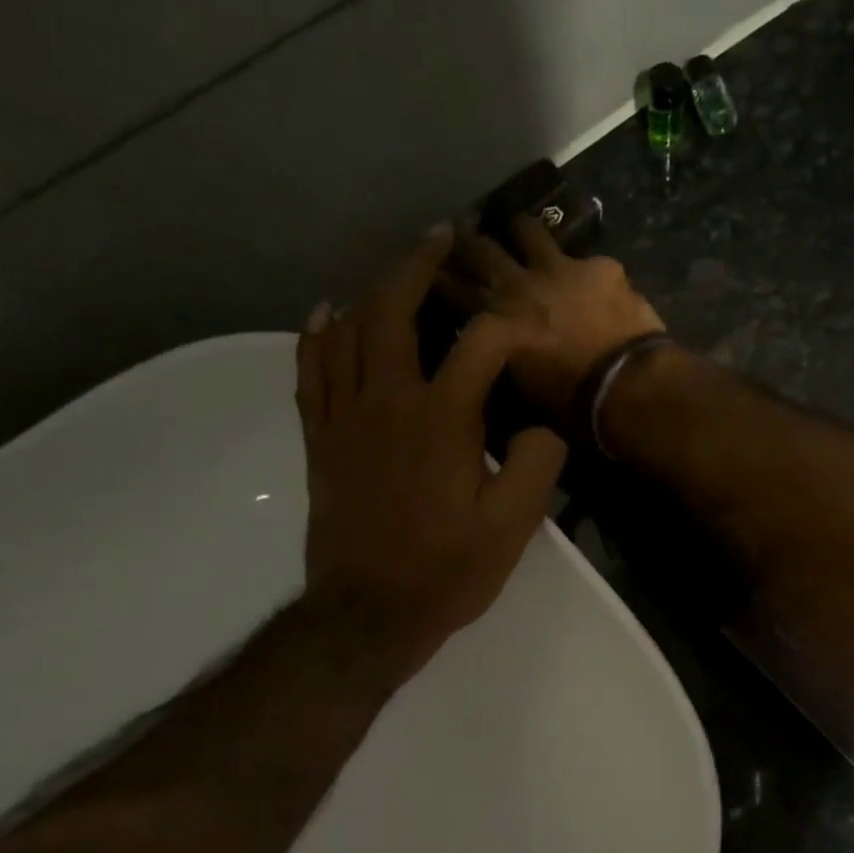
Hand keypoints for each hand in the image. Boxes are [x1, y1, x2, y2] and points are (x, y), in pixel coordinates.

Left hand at [294, 227, 567, 684]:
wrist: (370, 613)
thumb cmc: (447, 571)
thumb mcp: (512, 527)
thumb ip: (536, 465)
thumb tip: (543, 426)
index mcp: (442, 419)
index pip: (480, 344)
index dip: (510, 326)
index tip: (531, 328)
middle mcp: (388, 402)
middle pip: (394, 312)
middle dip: (419, 267)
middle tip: (441, 239)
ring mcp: (346, 418)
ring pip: (348, 331)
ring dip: (371, 290)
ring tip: (394, 269)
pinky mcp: (321, 440)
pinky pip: (310, 371)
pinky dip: (316, 335)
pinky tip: (324, 313)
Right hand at [442, 216, 665, 415]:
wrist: (625, 384)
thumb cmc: (570, 403)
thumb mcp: (520, 387)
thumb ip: (504, 355)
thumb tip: (501, 343)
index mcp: (494, 322)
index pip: (455, 291)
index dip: (441, 279)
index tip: (432, 270)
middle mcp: (518, 286)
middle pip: (482, 251)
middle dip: (467, 241)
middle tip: (462, 233)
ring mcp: (559, 269)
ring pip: (529, 232)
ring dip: (521, 231)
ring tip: (520, 230)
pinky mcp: (599, 267)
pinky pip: (587, 260)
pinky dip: (586, 270)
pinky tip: (595, 277)